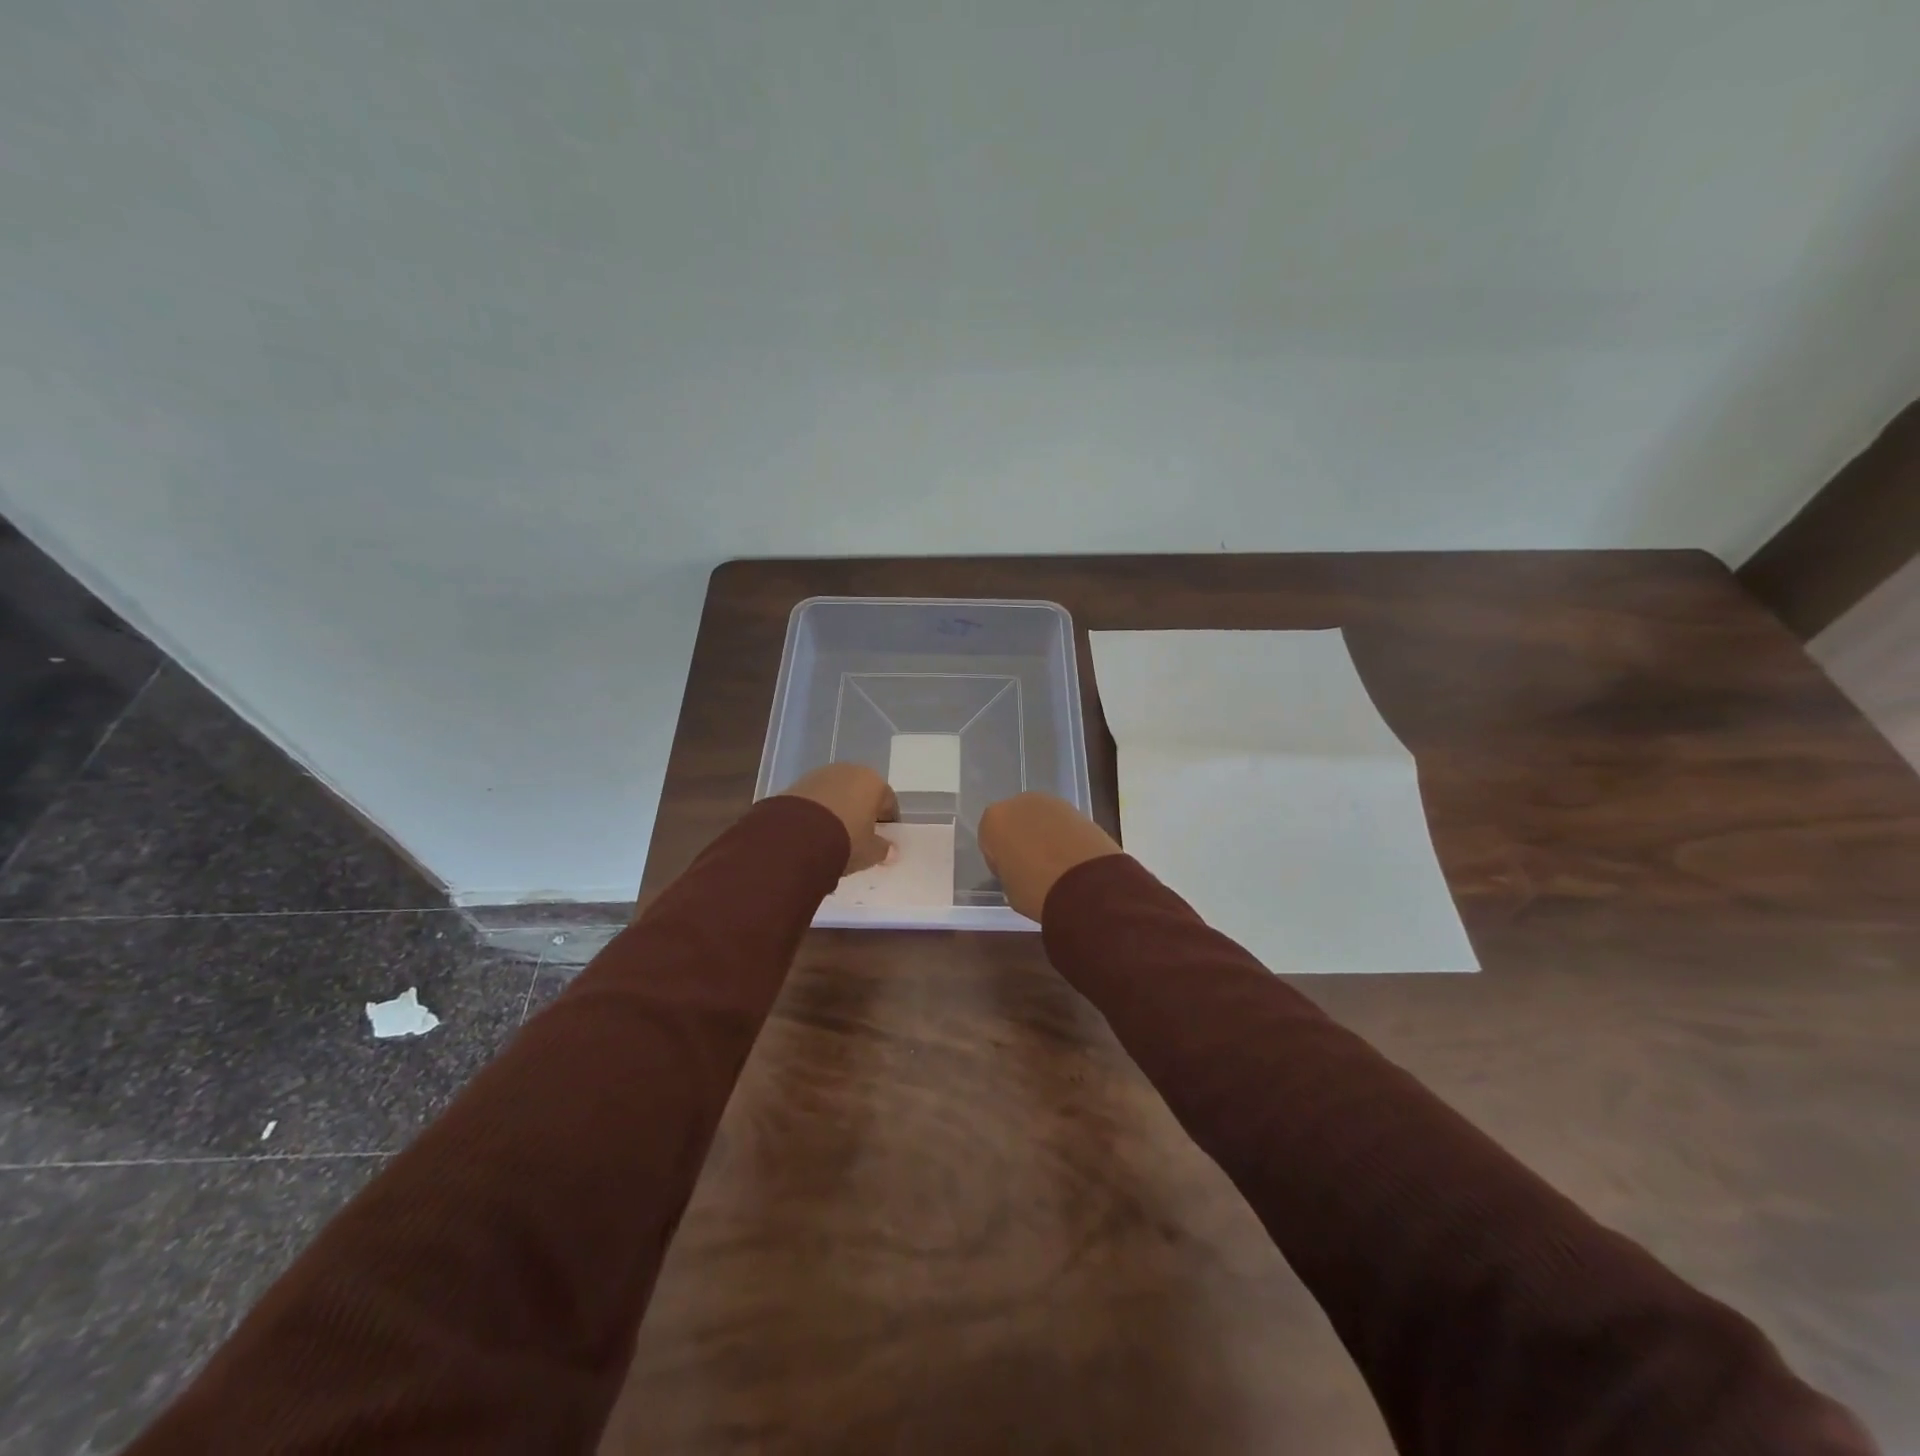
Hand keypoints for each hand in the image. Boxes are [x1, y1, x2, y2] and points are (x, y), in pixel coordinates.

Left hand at [779, 764, 898, 874]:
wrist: (796, 836)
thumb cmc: (845, 840)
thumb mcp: (869, 852)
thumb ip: (883, 850)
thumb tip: (891, 850)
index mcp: (874, 783)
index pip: (888, 801)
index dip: (888, 821)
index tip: (883, 838)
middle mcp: (850, 771)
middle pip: (862, 792)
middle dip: (862, 811)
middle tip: (859, 835)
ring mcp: (822, 774)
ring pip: (838, 792)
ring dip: (839, 808)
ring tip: (833, 833)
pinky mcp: (798, 782)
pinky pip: (817, 797)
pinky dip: (819, 809)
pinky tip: (814, 829)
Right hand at [977, 792, 1124, 921]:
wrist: (1086, 885)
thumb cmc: (1036, 889)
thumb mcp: (1009, 888)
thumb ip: (1008, 870)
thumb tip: (1019, 869)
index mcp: (993, 820)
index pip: (990, 839)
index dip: (999, 859)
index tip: (1011, 875)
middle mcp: (1019, 803)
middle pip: (1015, 822)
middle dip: (1021, 840)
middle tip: (1032, 867)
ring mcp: (1051, 802)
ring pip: (1040, 820)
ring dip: (1044, 836)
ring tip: (1056, 865)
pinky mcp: (1078, 809)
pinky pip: (1062, 824)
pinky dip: (1065, 837)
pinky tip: (1072, 859)